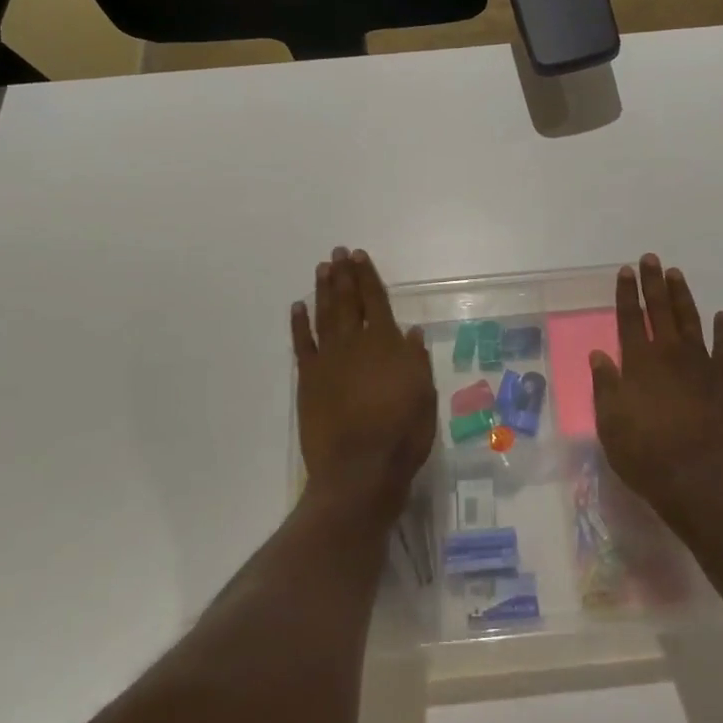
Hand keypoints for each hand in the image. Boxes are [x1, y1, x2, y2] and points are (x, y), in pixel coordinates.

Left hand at [292, 247, 436, 522]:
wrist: (359, 470)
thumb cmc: (401, 434)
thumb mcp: (424, 395)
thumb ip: (416, 360)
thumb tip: (409, 332)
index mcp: (386, 344)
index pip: (377, 301)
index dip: (368, 276)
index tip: (360, 256)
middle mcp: (355, 343)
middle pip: (348, 301)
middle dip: (344, 274)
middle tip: (338, 252)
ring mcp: (328, 360)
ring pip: (325, 315)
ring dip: (323, 290)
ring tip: (322, 269)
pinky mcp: (308, 379)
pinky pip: (302, 343)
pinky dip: (299, 323)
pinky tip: (298, 307)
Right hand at [591, 255, 722, 528]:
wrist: (700, 482)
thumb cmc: (646, 455)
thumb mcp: (611, 423)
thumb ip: (606, 385)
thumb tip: (599, 354)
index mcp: (639, 363)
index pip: (631, 318)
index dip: (627, 293)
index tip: (625, 270)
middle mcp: (670, 355)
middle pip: (660, 310)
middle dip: (653, 283)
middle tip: (651, 258)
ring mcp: (701, 366)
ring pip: (691, 320)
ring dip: (682, 296)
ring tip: (676, 274)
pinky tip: (721, 316)